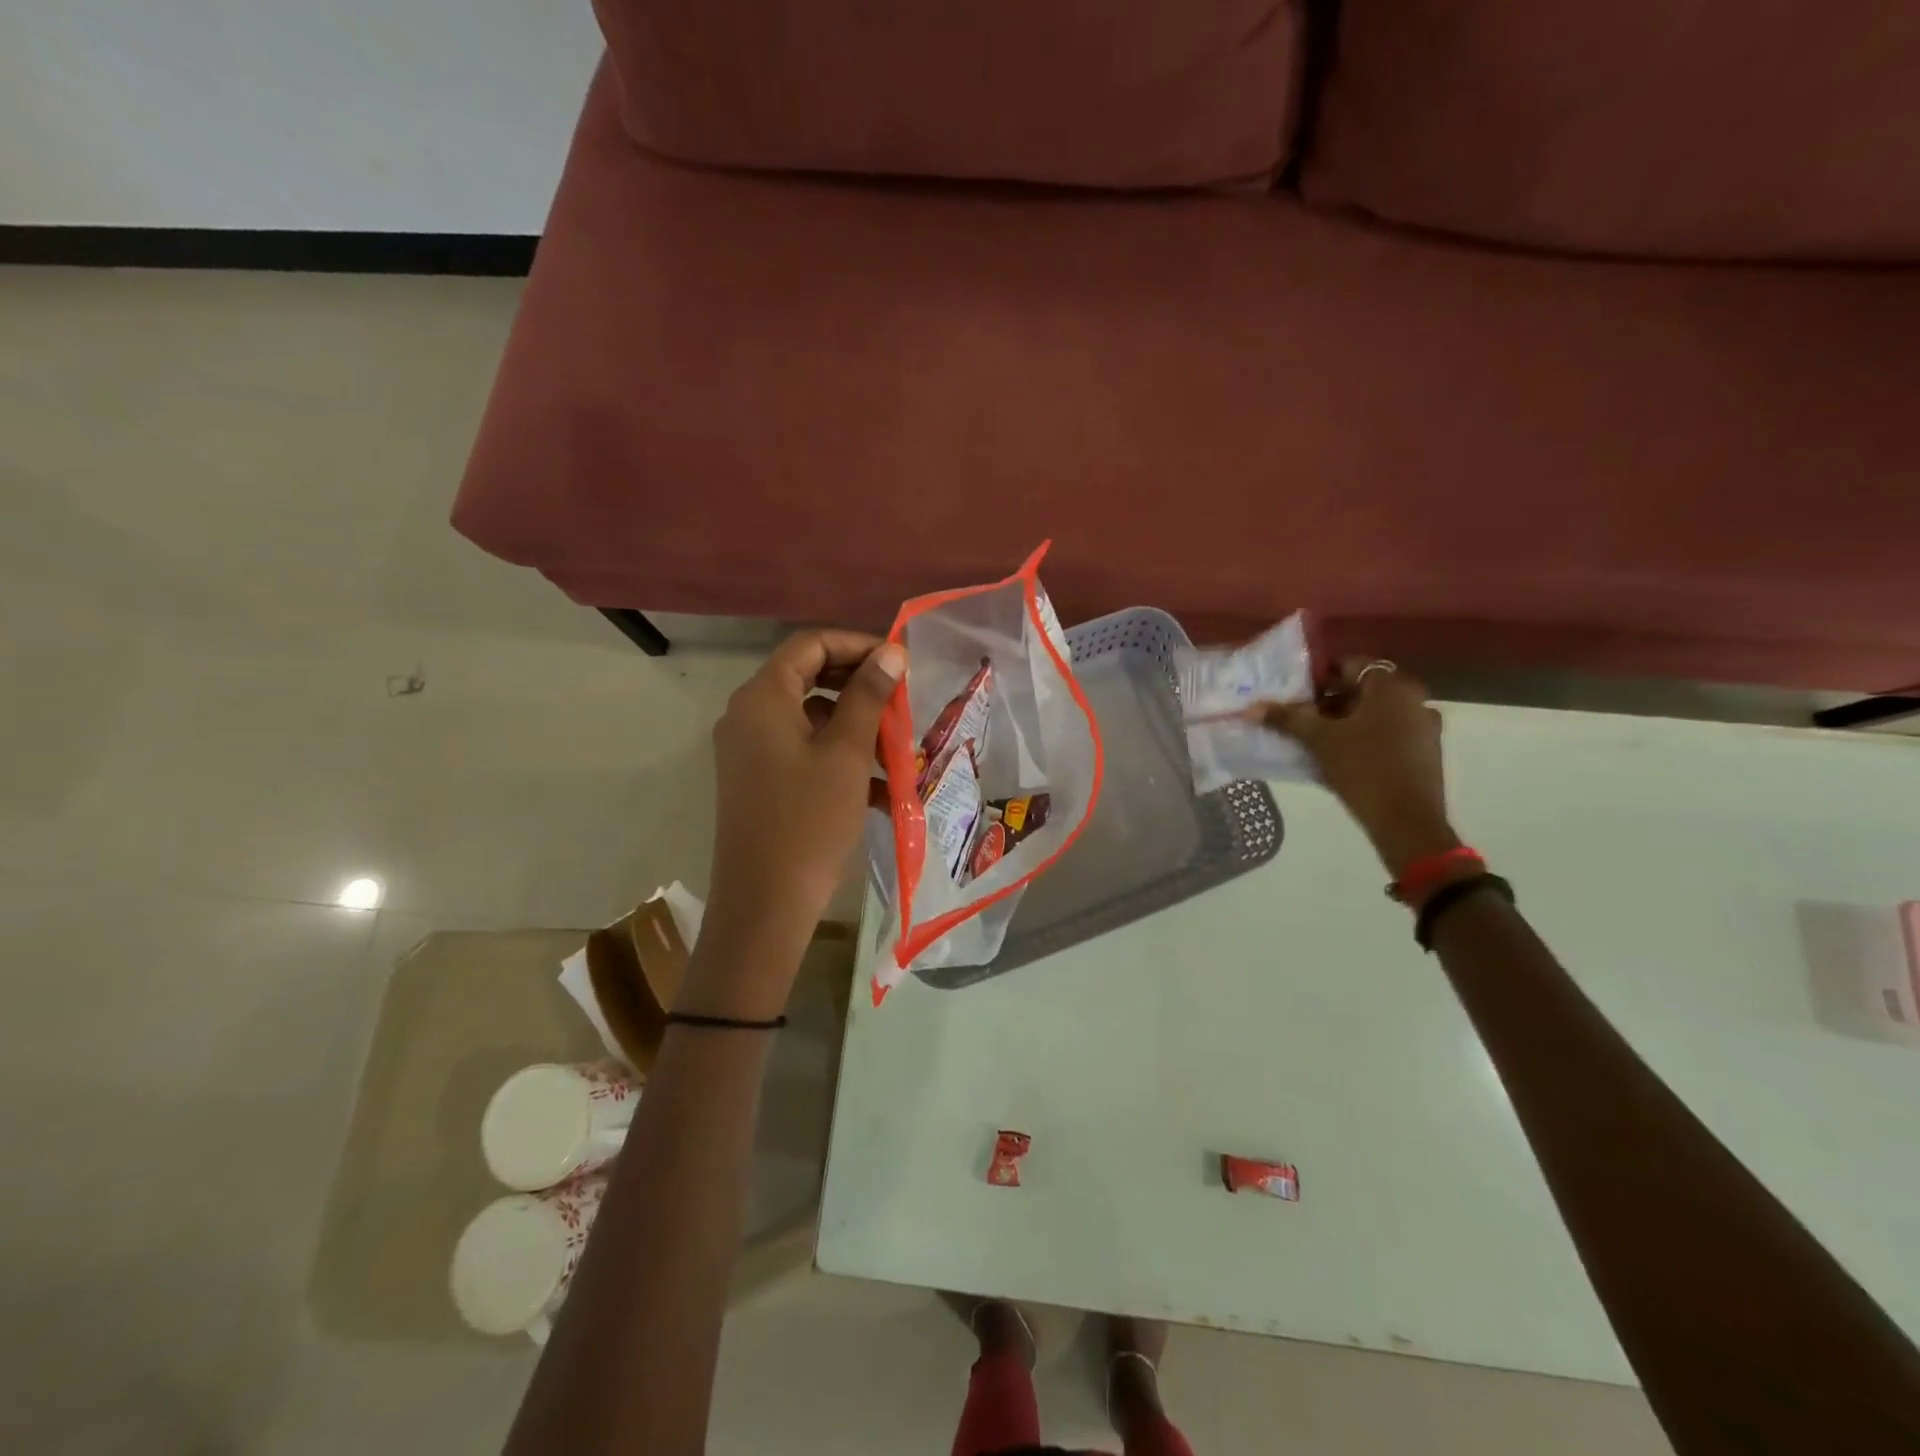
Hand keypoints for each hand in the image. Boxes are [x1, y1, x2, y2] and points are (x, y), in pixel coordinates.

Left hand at [692, 631, 906, 1009]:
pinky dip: (839, 759)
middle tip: (902, 699)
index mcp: (762, 698)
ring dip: (855, 726)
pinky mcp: (759, 780)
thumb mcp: (846, 754)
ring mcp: (750, 750)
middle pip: (808, 678)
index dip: (857, 645)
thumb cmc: (809, 820)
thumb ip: (868, 696)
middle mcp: (748, 715)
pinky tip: (881, 788)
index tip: (899, 662)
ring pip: (810, 718)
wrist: (765, 903)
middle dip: (859, 686)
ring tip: (898, 746)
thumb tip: (890, 652)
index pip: (809, 645)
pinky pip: (803, 752)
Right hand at [1263, 659, 1458, 876]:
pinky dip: (1364, 737)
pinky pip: (1388, 733)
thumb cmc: (1363, 769)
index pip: (1350, 665)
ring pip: (1376, 713)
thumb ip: (1287, 719)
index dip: (1319, 677)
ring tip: (1316, 740)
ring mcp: (1424, 727)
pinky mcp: (1425, 752)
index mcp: (1391, 687)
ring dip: (1346, 721)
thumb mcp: (1319, 741)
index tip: (1296, 695)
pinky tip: (1341, 757)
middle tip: (1300, 718)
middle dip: (1329, 701)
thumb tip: (1251, 708)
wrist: (1407, 821)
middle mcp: (1414, 699)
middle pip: (1363, 690)